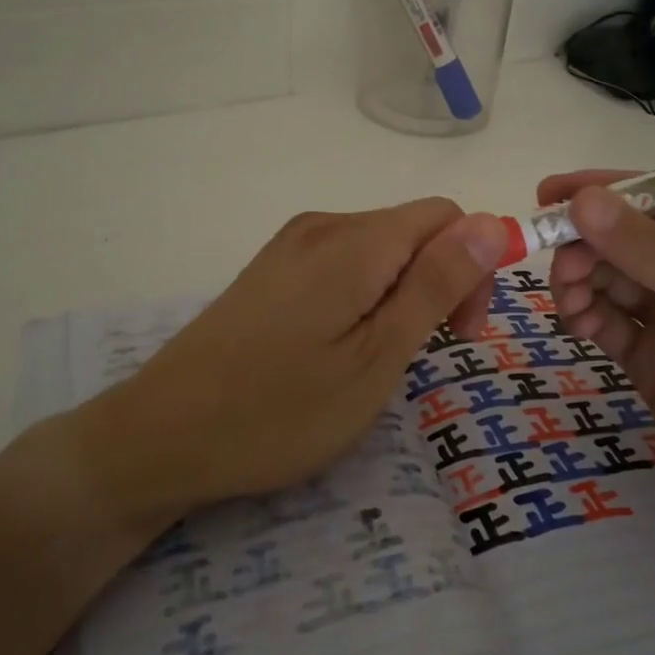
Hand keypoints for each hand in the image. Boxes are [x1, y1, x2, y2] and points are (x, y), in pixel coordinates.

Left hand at [55, 199, 507, 531]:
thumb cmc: (280, 411)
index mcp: (353, 241)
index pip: (446, 217)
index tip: (460, 334)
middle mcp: (321, 227)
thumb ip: (436, 285)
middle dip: (440, 282)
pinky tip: (340, 348)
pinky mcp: (270, 271)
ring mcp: (289, 247)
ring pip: (379, 250)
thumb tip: (494, 223)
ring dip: (401, 295)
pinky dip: (364, 298)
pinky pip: (342, 265)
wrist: (160, 437)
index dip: (473, 267)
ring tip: (378, 360)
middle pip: (412, 230)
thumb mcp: (376, 357)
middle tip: (424, 356)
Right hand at [542, 172, 654, 561]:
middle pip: (630, 241)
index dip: (608, 194)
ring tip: (566, 304)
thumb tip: (584, 201)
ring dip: (582, 282)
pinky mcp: (654, 363)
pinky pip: (609, 324)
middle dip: (590, 246)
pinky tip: (576, 326)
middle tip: (559, 271)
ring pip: (613, 281)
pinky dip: (586, 317)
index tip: (549, 195)